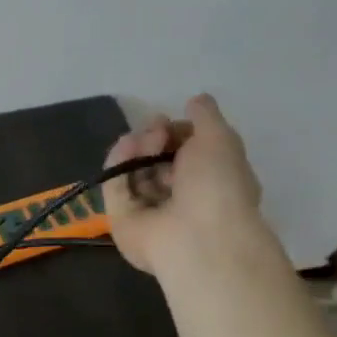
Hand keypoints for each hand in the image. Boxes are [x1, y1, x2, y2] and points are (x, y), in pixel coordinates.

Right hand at [102, 94, 266, 275]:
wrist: (196, 235)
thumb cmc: (218, 185)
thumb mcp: (220, 138)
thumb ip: (206, 116)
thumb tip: (195, 100)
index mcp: (211, 182)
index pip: (186, 153)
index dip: (178, 133)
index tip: (172, 121)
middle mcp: (180, 197)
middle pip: (156, 160)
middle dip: (154, 138)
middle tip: (156, 130)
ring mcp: (149, 209)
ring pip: (134, 171)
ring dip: (137, 148)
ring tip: (144, 140)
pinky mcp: (121, 218)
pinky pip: (115, 186)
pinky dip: (118, 164)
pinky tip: (127, 147)